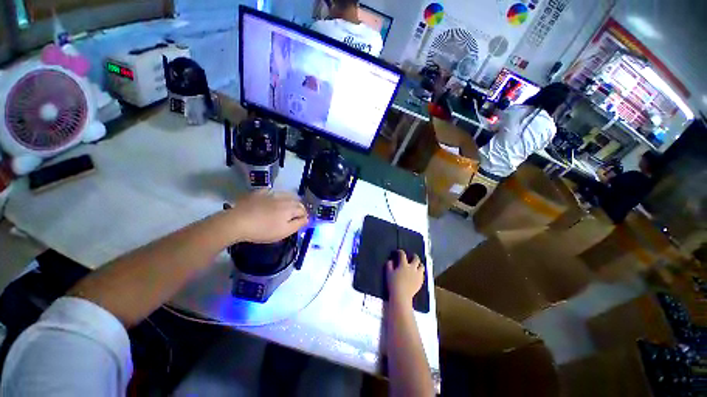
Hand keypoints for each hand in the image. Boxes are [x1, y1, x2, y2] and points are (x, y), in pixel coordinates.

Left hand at [228, 191, 307, 243]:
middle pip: (296, 201)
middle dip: (299, 207)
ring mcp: (271, 194)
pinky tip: (272, 200)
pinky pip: (272, 191)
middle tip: (296, 216)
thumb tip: (307, 218)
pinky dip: (276, 195)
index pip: (303, 210)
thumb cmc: (263, 230)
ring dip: (290, 200)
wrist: (238, 222)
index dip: (304, 216)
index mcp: (291, 208)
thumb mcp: (284, 231)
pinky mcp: (259, 193)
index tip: (302, 222)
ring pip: (286, 195)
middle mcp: (284, 198)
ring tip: (287, 207)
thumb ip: (298, 224)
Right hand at [386, 250, 423, 305]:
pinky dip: (420, 272)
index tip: (398, 252)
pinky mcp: (420, 282)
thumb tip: (391, 260)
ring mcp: (417, 275)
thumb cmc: (393, 284)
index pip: (402, 254)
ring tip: (416, 265)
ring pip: (422, 266)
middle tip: (411, 256)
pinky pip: (422, 275)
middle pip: (416, 259)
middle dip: (414, 256)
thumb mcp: (388, 273)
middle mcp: (412, 268)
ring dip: (419, 264)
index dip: (400, 252)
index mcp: (403, 264)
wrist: (402, 296)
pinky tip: (417, 274)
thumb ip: (389, 265)